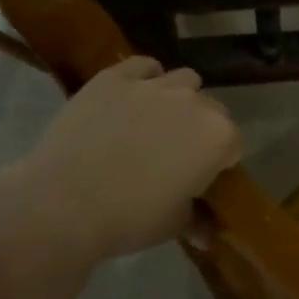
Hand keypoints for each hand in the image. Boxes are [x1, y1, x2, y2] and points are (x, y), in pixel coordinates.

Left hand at [13, 58, 241, 258]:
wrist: (64, 203)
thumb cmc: (131, 218)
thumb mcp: (175, 225)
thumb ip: (197, 219)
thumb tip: (206, 232)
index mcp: (218, 137)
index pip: (234, 143)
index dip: (220, 162)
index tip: (202, 178)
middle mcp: (193, 103)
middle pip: (212, 109)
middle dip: (203, 128)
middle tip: (178, 155)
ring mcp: (152, 86)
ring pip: (183, 81)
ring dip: (180, 98)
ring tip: (157, 122)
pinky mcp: (114, 78)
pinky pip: (142, 66)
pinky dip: (145, 77)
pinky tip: (133, 98)